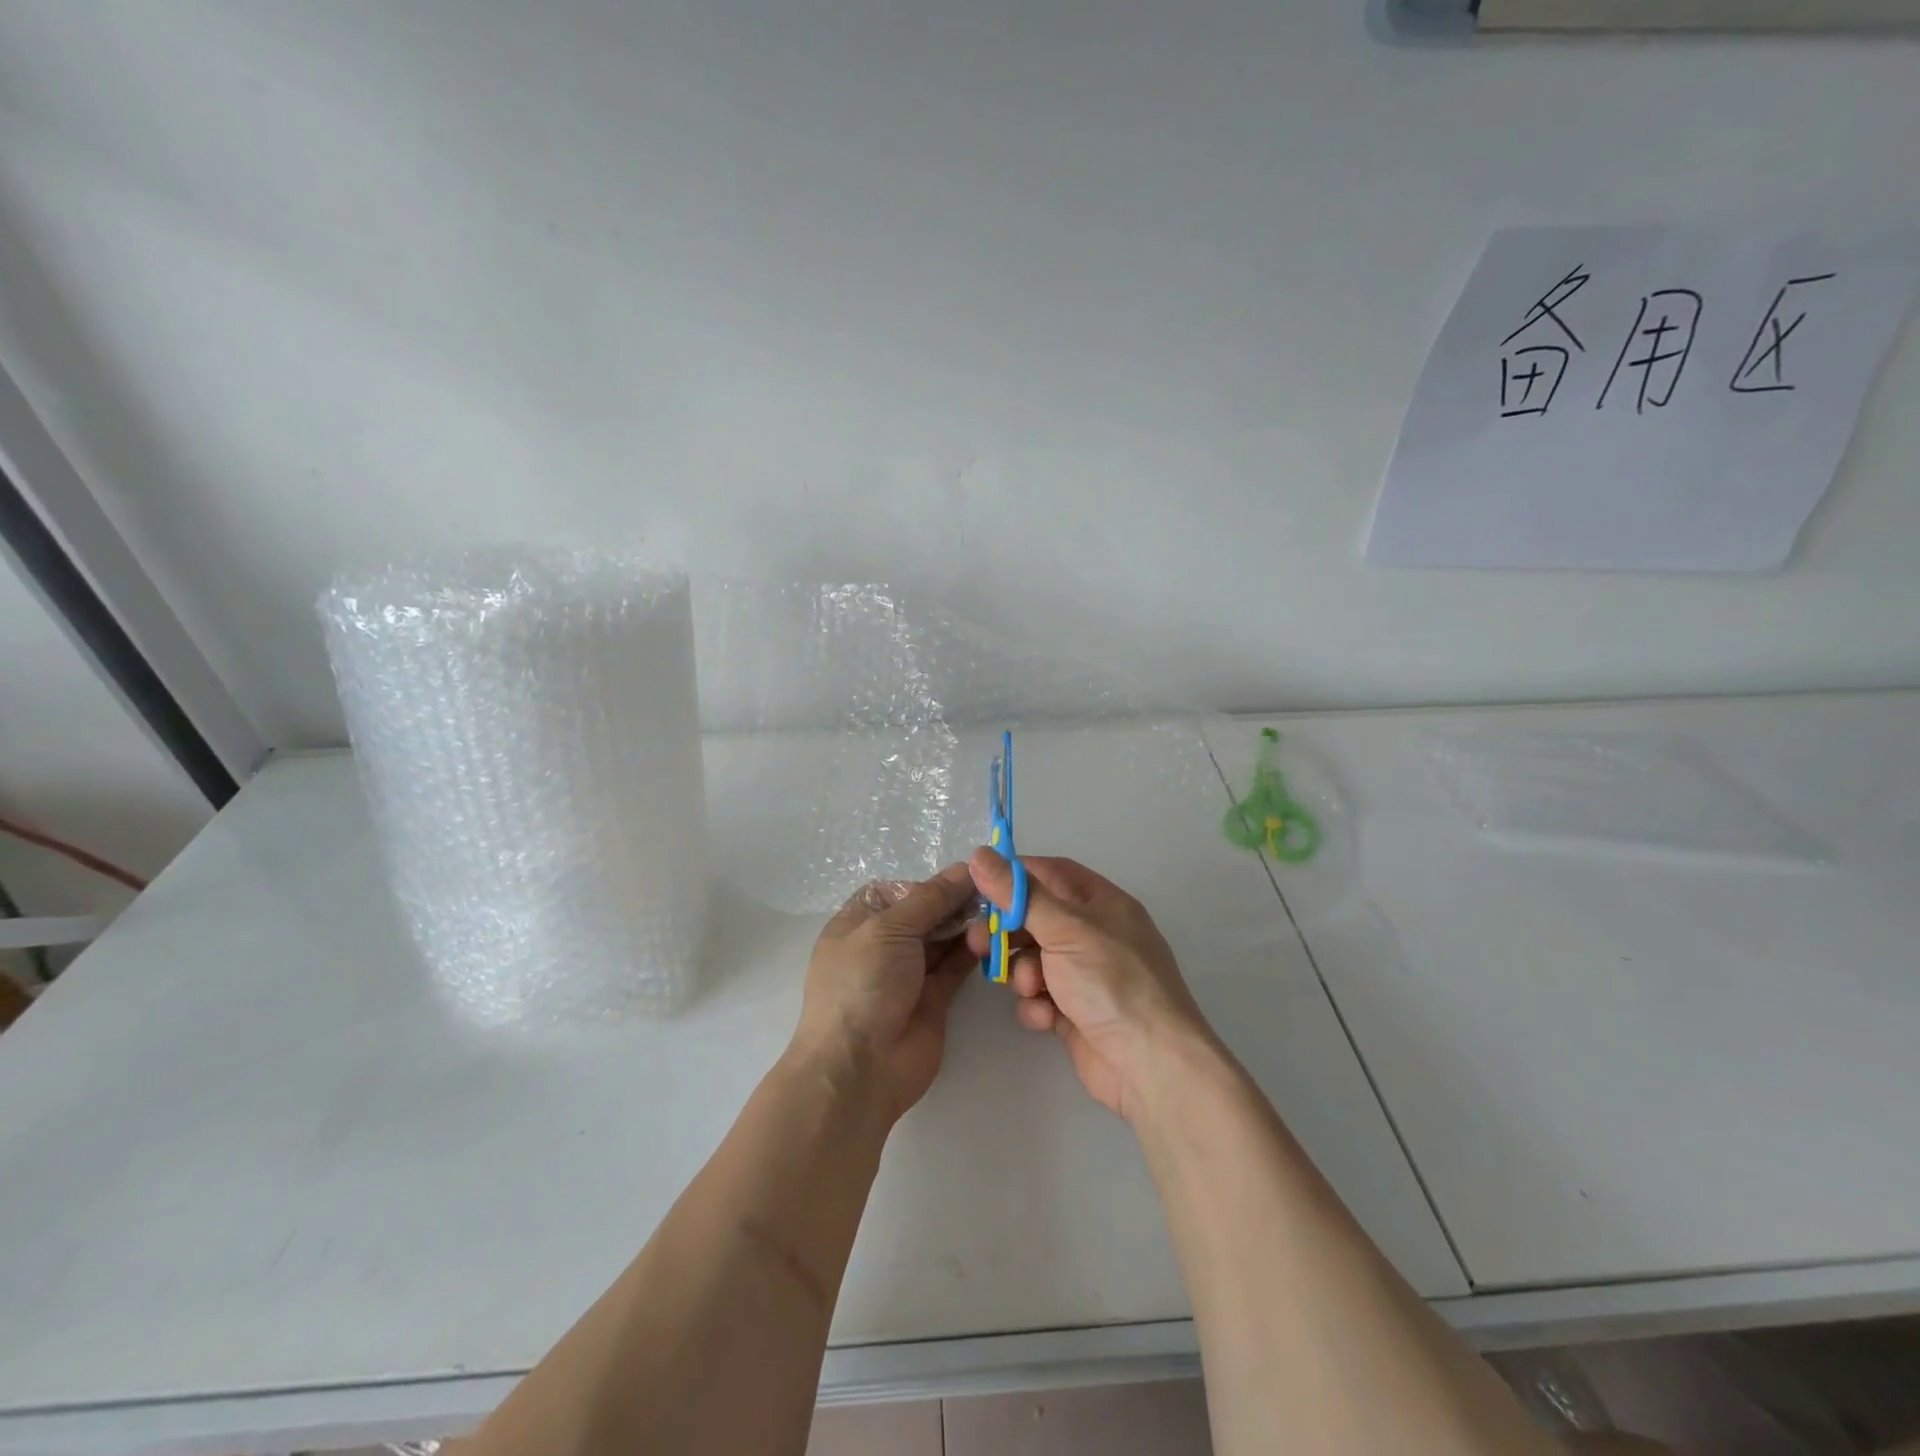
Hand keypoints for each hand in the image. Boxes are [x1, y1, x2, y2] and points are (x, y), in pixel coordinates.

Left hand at [790, 863, 978, 1125]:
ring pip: (942, 939)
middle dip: (954, 902)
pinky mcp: (932, 999)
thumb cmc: (862, 984)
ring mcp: (907, 974)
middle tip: (993, 891)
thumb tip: (965, 867)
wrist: (859, 1069)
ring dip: (966, 925)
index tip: (967, 874)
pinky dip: (973, 952)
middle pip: (924, 913)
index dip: (929, 882)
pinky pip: (955, 967)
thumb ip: (930, 898)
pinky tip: (994, 937)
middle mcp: (882, 945)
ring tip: (997, 913)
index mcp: (858, 923)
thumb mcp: (890, 929)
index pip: (897, 891)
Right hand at [968, 849, 1216, 1122]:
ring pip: (1034, 959)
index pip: (1052, 873)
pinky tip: (1044, 1017)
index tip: (980, 886)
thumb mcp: (1064, 928)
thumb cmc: (1111, 981)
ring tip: (1030, 988)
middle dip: (1008, 931)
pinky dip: (1037, 1005)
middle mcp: (1095, 934)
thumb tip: (979, 854)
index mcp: (1102, 903)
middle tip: (979, 943)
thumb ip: (1019, 894)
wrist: (1151, 1065)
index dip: (1016, 876)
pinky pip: (1042, 996)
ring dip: (1023, 972)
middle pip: (1037, 917)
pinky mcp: (1076, 1012)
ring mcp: (1086, 975)